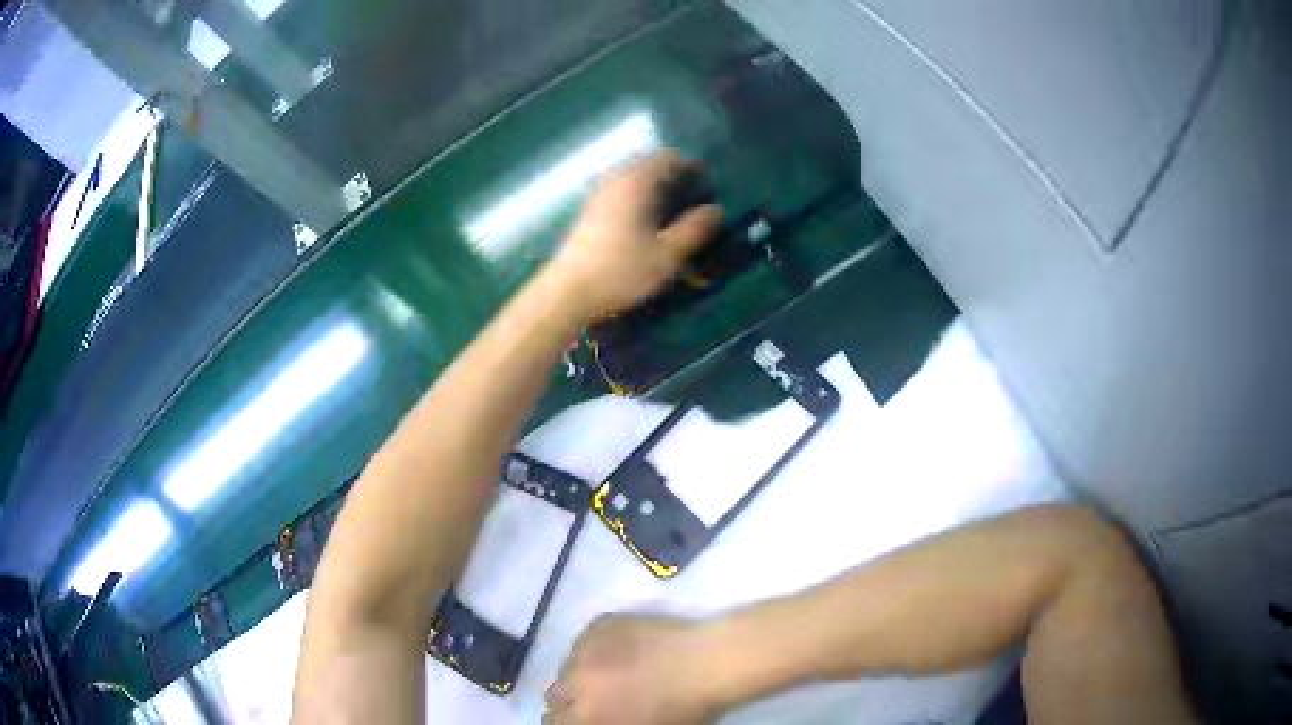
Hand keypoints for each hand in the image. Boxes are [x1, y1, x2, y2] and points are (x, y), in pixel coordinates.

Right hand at [544, 614, 725, 724]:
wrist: (709, 663)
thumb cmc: (685, 709)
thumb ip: (604, 724)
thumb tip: (593, 717)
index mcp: (586, 716)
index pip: (554, 722)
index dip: (568, 721)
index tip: (583, 719)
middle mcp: (575, 683)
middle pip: (554, 694)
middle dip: (571, 698)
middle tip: (597, 697)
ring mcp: (584, 651)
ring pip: (568, 665)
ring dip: (582, 672)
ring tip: (611, 671)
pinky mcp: (598, 625)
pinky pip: (584, 641)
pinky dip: (596, 649)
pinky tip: (623, 651)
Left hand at [546, 151, 723, 321]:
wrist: (567, 293)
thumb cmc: (620, 271)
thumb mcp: (667, 255)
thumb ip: (694, 229)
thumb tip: (716, 210)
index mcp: (636, 183)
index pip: (668, 158)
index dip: (691, 166)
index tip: (708, 184)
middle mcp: (616, 181)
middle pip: (649, 164)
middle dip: (673, 175)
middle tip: (692, 196)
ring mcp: (599, 195)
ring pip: (632, 178)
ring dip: (654, 187)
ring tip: (672, 211)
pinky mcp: (590, 213)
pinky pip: (620, 192)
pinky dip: (638, 198)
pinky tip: (646, 224)